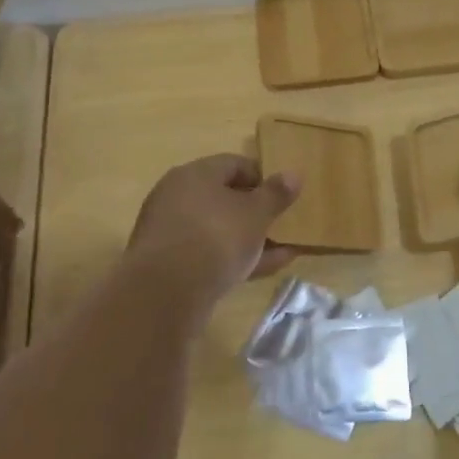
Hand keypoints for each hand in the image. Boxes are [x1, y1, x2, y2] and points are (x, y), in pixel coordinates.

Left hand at [123, 154, 300, 312]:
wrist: (165, 294)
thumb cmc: (216, 238)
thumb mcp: (256, 214)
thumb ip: (276, 194)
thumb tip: (293, 174)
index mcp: (195, 174)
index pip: (234, 164)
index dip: (263, 176)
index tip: (285, 194)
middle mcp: (177, 196)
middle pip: (224, 197)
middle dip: (256, 211)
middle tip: (283, 223)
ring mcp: (171, 231)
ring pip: (219, 228)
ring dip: (250, 237)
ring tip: (284, 250)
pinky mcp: (169, 264)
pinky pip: (209, 253)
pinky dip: (234, 258)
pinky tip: (265, 269)